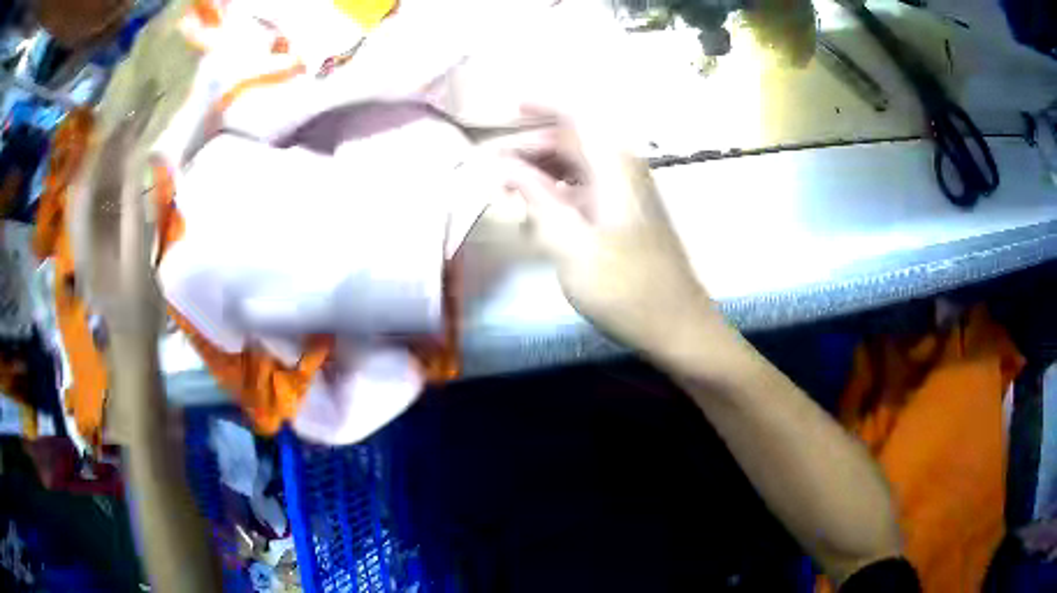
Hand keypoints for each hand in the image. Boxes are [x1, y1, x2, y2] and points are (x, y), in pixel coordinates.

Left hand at [72, 93, 163, 352]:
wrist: (129, 337)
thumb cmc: (134, 306)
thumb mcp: (136, 261)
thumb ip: (133, 209)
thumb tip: (137, 158)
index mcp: (84, 236)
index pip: (89, 176)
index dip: (107, 143)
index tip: (130, 113)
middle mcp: (80, 227)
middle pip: (90, 174)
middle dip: (109, 140)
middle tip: (135, 110)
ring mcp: (87, 230)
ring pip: (94, 181)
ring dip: (111, 152)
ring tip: (133, 124)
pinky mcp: (96, 233)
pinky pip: (101, 193)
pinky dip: (113, 171)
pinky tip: (126, 156)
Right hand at [498, 115, 719, 360]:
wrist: (676, 325)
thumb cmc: (625, 287)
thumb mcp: (570, 244)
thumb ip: (536, 197)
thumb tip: (502, 164)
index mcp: (614, 166)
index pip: (576, 116)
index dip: (541, 105)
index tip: (506, 108)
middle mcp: (623, 171)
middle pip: (573, 141)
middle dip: (530, 146)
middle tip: (492, 167)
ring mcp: (627, 194)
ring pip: (577, 166)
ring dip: (542, 171)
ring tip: (507, 189)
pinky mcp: (625, 217)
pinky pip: (585, 189)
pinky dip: (558, 192)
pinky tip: (537, 212)